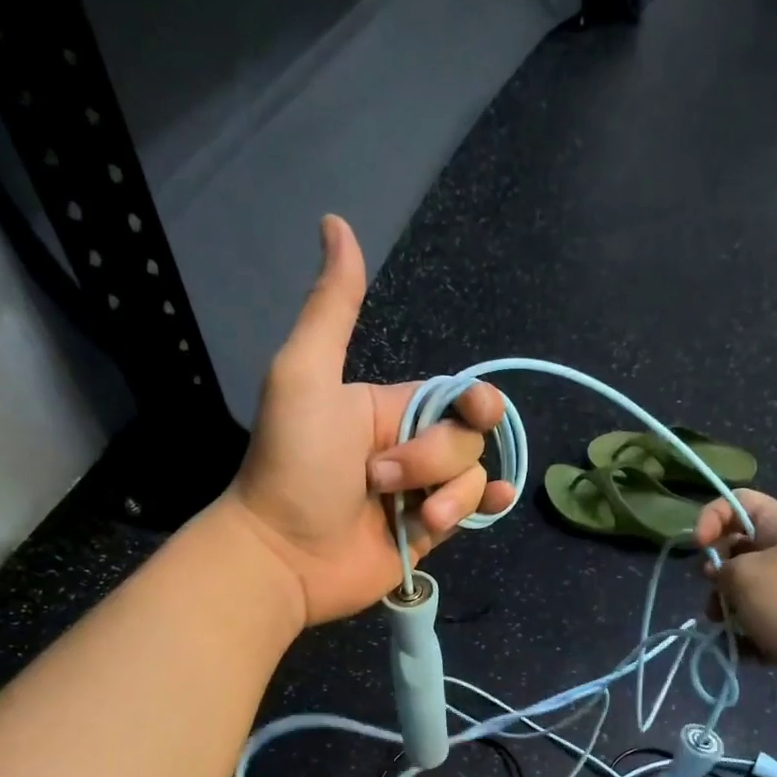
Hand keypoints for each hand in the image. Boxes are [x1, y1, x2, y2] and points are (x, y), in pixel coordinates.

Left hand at [222, 215, 516, 625]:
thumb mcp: (305, 377)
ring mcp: (421, 493)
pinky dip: (487, 506)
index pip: (455, 395)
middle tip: (381, 481)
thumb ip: (332, 309)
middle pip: (468, 438)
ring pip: (474, 476)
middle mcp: (410, 446)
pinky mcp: (428, 533)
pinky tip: (493, 503)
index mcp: (389, 407)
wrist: (284, 554)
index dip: (474, 402)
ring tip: (410, 517)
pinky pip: (474, 512)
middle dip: (434, 459)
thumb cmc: (292, 465)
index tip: (474, 410)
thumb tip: (336, 222)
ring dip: (451, 495)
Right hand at [695, 490, 776, 707]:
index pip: (737, 502)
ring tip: (725, 628)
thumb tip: (720, 576)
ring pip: (745, 593)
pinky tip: (746, 650)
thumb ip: (721, 569)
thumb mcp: (746, 576)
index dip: (710, 518)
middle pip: (737, 551)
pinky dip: (747, 637)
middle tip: (714, 595)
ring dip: (727, 610)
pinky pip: (760, 624)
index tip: (698, 548)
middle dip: (716, 575)